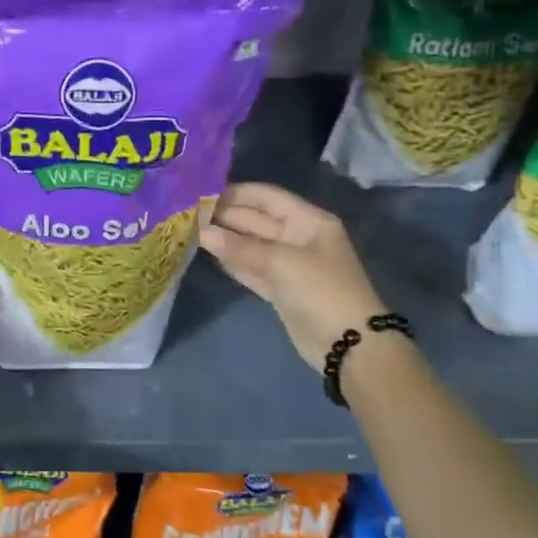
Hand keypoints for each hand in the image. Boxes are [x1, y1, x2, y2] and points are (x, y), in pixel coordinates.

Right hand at [198, 183, 385, 371]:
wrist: (349, 345)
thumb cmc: (321, 291)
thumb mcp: (282, 263)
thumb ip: (240, 247)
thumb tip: (203, 233)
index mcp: (308, 221)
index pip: (267, 197)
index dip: (236, 193)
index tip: (202, 192)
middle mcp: (298, 237)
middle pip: (256, 220)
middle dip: (225, 217)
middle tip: (188, 214)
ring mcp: (290, 265)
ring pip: (252, 246)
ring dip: (226, 240)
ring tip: (191, 231)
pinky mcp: (281, 289)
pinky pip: (253, 269)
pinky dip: (234, 262)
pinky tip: (210, 255)